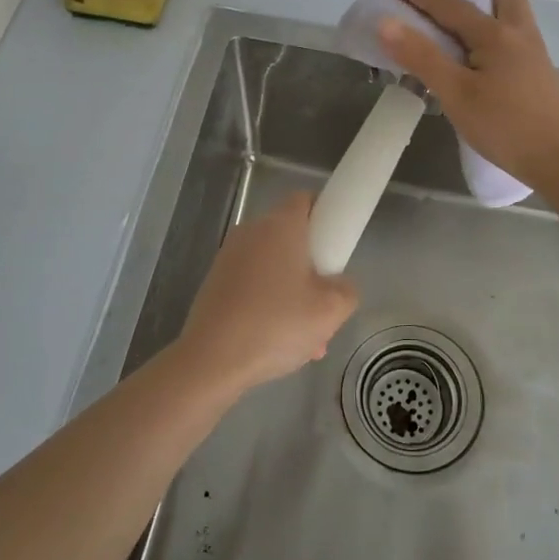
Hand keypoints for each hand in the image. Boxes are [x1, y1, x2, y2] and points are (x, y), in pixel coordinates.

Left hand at [173, 191, 358, 393]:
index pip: (306, 199)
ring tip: (306, 339)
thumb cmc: (276, 325)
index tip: (336, 247)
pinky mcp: (215, 283)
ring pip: (273, 267)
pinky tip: (277, 344)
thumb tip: (338, 285)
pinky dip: (268, 305)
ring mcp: (229, 257)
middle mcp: (252, 232)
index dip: (326, 216)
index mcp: (281, 226)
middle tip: (325, 304)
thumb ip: (347, 289)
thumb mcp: (331, 311)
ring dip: (293, 293)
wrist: (211, 360)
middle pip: (291, 237)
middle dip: (313, 268)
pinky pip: (253, 285)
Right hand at [376, 0, 558, 190]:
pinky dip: (492, 19)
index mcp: (494, 33)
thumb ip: (422, 57)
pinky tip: (476, 44)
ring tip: (457, 8)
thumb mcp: (456, 94)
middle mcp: (517, 31)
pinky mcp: (536, 68)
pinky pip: (512, 27)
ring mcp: (531, 49)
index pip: (446, 1)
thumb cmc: (506, 127)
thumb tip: (386, 22)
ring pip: (511, 6)